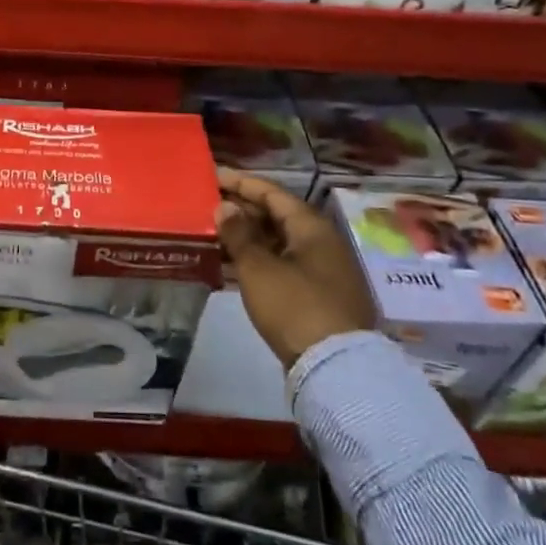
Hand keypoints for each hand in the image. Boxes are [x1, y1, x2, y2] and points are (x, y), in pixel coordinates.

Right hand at [215, 168, 373, 369]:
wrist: (335, 368)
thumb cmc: (294, 306)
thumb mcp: (258, 268)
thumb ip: (239, 234)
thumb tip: (225, 207)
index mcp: (311, 228)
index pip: (273, 193)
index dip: (242, 183)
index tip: (214, 176)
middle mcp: (322, 243)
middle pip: (278, 217)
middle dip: (243, 210)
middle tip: (210, 206)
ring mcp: (323, 272)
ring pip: (279, 244)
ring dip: (248, 238)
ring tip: (215, 235)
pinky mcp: (318, 298)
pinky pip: (283, 267)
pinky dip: (259, 262)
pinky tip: (234, 268)